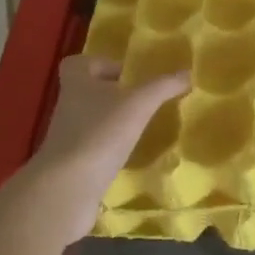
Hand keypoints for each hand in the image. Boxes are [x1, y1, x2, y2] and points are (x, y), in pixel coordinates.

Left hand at [32, 55, 188, 234]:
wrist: (66, 190)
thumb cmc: (100, 133)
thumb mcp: (139, 104)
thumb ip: (164, 86)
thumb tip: (188, 72)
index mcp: (77, 84)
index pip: (78, 63)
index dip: (100, 63)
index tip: (125, 74)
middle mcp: (68, 108)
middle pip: (87, 92)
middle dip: (113, 95)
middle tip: (142, 100)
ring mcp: (67, 139)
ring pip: (91, 122)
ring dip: (113, 123)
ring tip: (142, 128)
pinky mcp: (71, 166)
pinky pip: (93, 150)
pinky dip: (110, 151)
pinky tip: (132, 155)